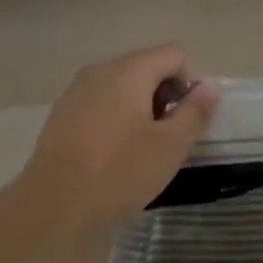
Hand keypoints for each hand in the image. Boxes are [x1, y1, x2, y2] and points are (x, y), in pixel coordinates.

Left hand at [22, 44, 219, 230]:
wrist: (53, 208)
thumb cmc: (118, 172)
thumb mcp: (169, 146)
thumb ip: (194, 112)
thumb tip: (209, 88)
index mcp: (127, 71)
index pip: (174, 54)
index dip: (191, 82)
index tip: (191, 119)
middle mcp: (100, 71)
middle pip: (147, 68)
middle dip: (166, 96)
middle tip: (171, 138)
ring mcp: (76, 92)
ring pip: (123, 87)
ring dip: (142, 110)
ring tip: (145, 151)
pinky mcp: (62, 115)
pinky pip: (101, 104)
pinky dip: (117, 120)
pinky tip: (116, 156)